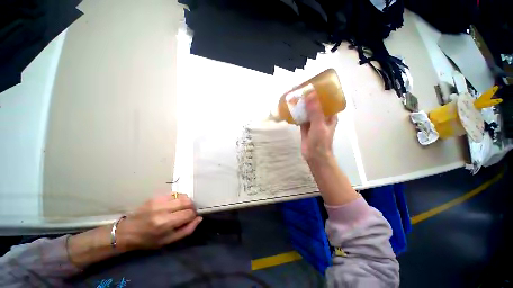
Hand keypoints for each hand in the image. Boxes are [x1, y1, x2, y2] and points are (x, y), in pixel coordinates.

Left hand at [116, 193, 201, 251]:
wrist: (127, 231)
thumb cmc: (148, 240)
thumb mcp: (168, 241)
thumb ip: (186, 230)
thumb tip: (199, 218)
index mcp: (165, 223)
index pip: (189, 213)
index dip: (193, 216)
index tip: (191, 219)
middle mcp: (163, 209)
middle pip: (188, 201)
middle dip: (192, 207)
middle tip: (188, 213)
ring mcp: (159, 201)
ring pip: (183, 196)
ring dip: (186, 202)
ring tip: (181, 208)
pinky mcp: (156, 196)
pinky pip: (175, 193)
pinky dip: (179, 198)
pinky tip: (174, 204)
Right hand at [300, 92, 337, 164]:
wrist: (314, 156)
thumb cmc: (321, 141)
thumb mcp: (319, 125)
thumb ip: (315, 111)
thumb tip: (310, 94)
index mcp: (330, 115)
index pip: (327, 100)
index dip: (321, 93)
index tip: (313, 85)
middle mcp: (322, 117)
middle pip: (316, 104)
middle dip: (309, 98)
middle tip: (301, 90)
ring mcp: (313, 122)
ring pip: (307, 111)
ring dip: (302, 105)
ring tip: (295, 97)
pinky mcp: (305, 126)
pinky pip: (301, 117)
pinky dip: (297, 114)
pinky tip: (291, 109)